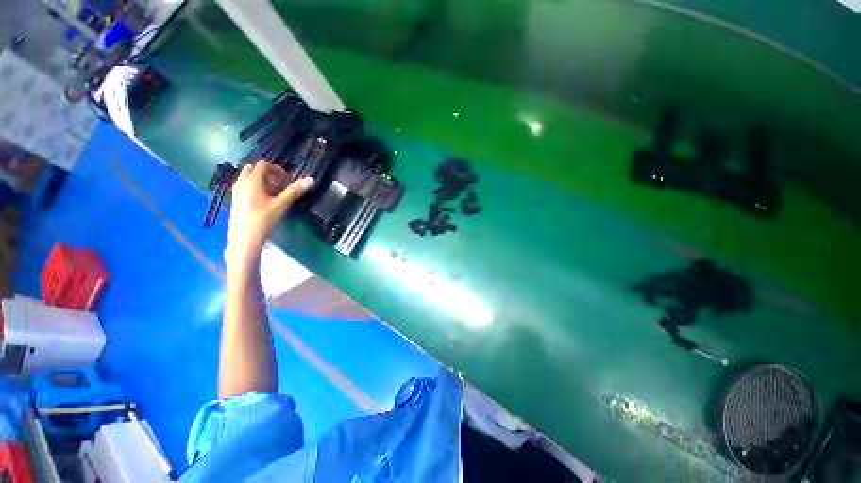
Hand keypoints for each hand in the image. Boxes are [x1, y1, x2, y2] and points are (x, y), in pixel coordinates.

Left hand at [225, 161, 313, 269]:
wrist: (244, 239)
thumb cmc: (264, 220)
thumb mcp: (281, 204)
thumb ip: (294, 191)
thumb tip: (310, 180)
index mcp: (252, 180)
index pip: (264, 165)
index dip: (277, 169)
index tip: (288, 180)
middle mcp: (241, 182)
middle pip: (253, 168)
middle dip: (268, 173)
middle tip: (280, 184)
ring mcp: (236, 191)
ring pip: (247, 177)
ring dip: (261, 179)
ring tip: (274, 193)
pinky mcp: (235, 199)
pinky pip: (245, 185)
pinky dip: (255, 186)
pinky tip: (264, 201)